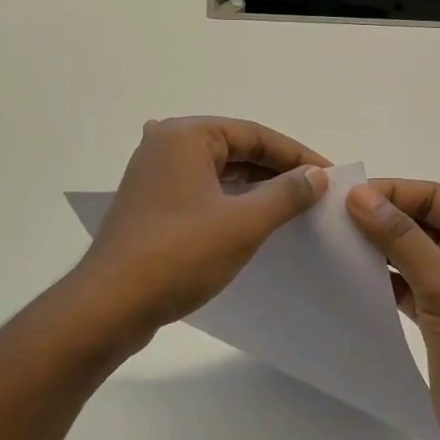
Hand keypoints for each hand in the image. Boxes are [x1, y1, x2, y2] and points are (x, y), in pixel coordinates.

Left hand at [74, 117, 330, 349]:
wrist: (109, 306)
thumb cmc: (179, 255)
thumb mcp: (243, 223)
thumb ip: (286, 194)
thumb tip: (316, 175)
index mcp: (186, 135)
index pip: (255, 134)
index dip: (296, 155)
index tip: (329, 176)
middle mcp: (166, 144)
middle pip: (235, 149)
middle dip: (276, 170)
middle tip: (315, 193)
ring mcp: (153, 175)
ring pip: (218, 172)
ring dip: (254, 188)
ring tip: (292, 208)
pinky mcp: (149, 204)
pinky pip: (201, 192)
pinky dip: (229, 202)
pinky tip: (251, 221)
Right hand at [347, 180, 439, 439]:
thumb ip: (400, 238)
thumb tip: (358, 196)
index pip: (432, 197)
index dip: (390, 193)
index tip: (344, 198)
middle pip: (419, 221)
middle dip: (379, 218)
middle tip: (330, 219)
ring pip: (408, 252)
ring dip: (376, 247)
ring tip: (333, 244)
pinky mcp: (438, 315)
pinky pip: (403, 283)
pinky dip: (379, 278)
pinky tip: (349, 277)